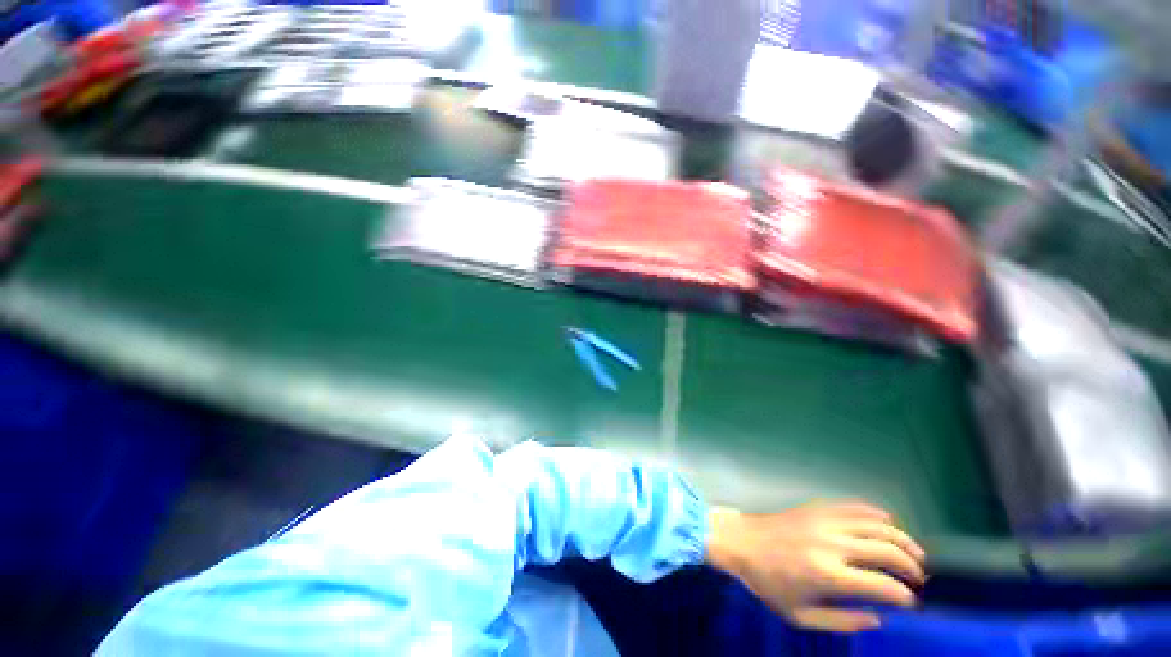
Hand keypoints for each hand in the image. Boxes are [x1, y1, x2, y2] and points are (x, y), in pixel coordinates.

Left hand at [705, 501, 925, 632]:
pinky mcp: (815, 508)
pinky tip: (887, 522)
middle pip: (886, 550)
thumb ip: (842, 622)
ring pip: (876, 524)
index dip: (905, 596)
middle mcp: (831, 545)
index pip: (883, 585)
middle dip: (911, 566)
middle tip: (918, 578)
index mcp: (828, 575)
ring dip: (901, 538)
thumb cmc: (768, 582)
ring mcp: (823, 521)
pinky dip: (875, 513)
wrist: (741, 542)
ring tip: (915, 554)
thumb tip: (878, 619)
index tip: (911, 602)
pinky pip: (852, 506)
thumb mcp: (800, 616)